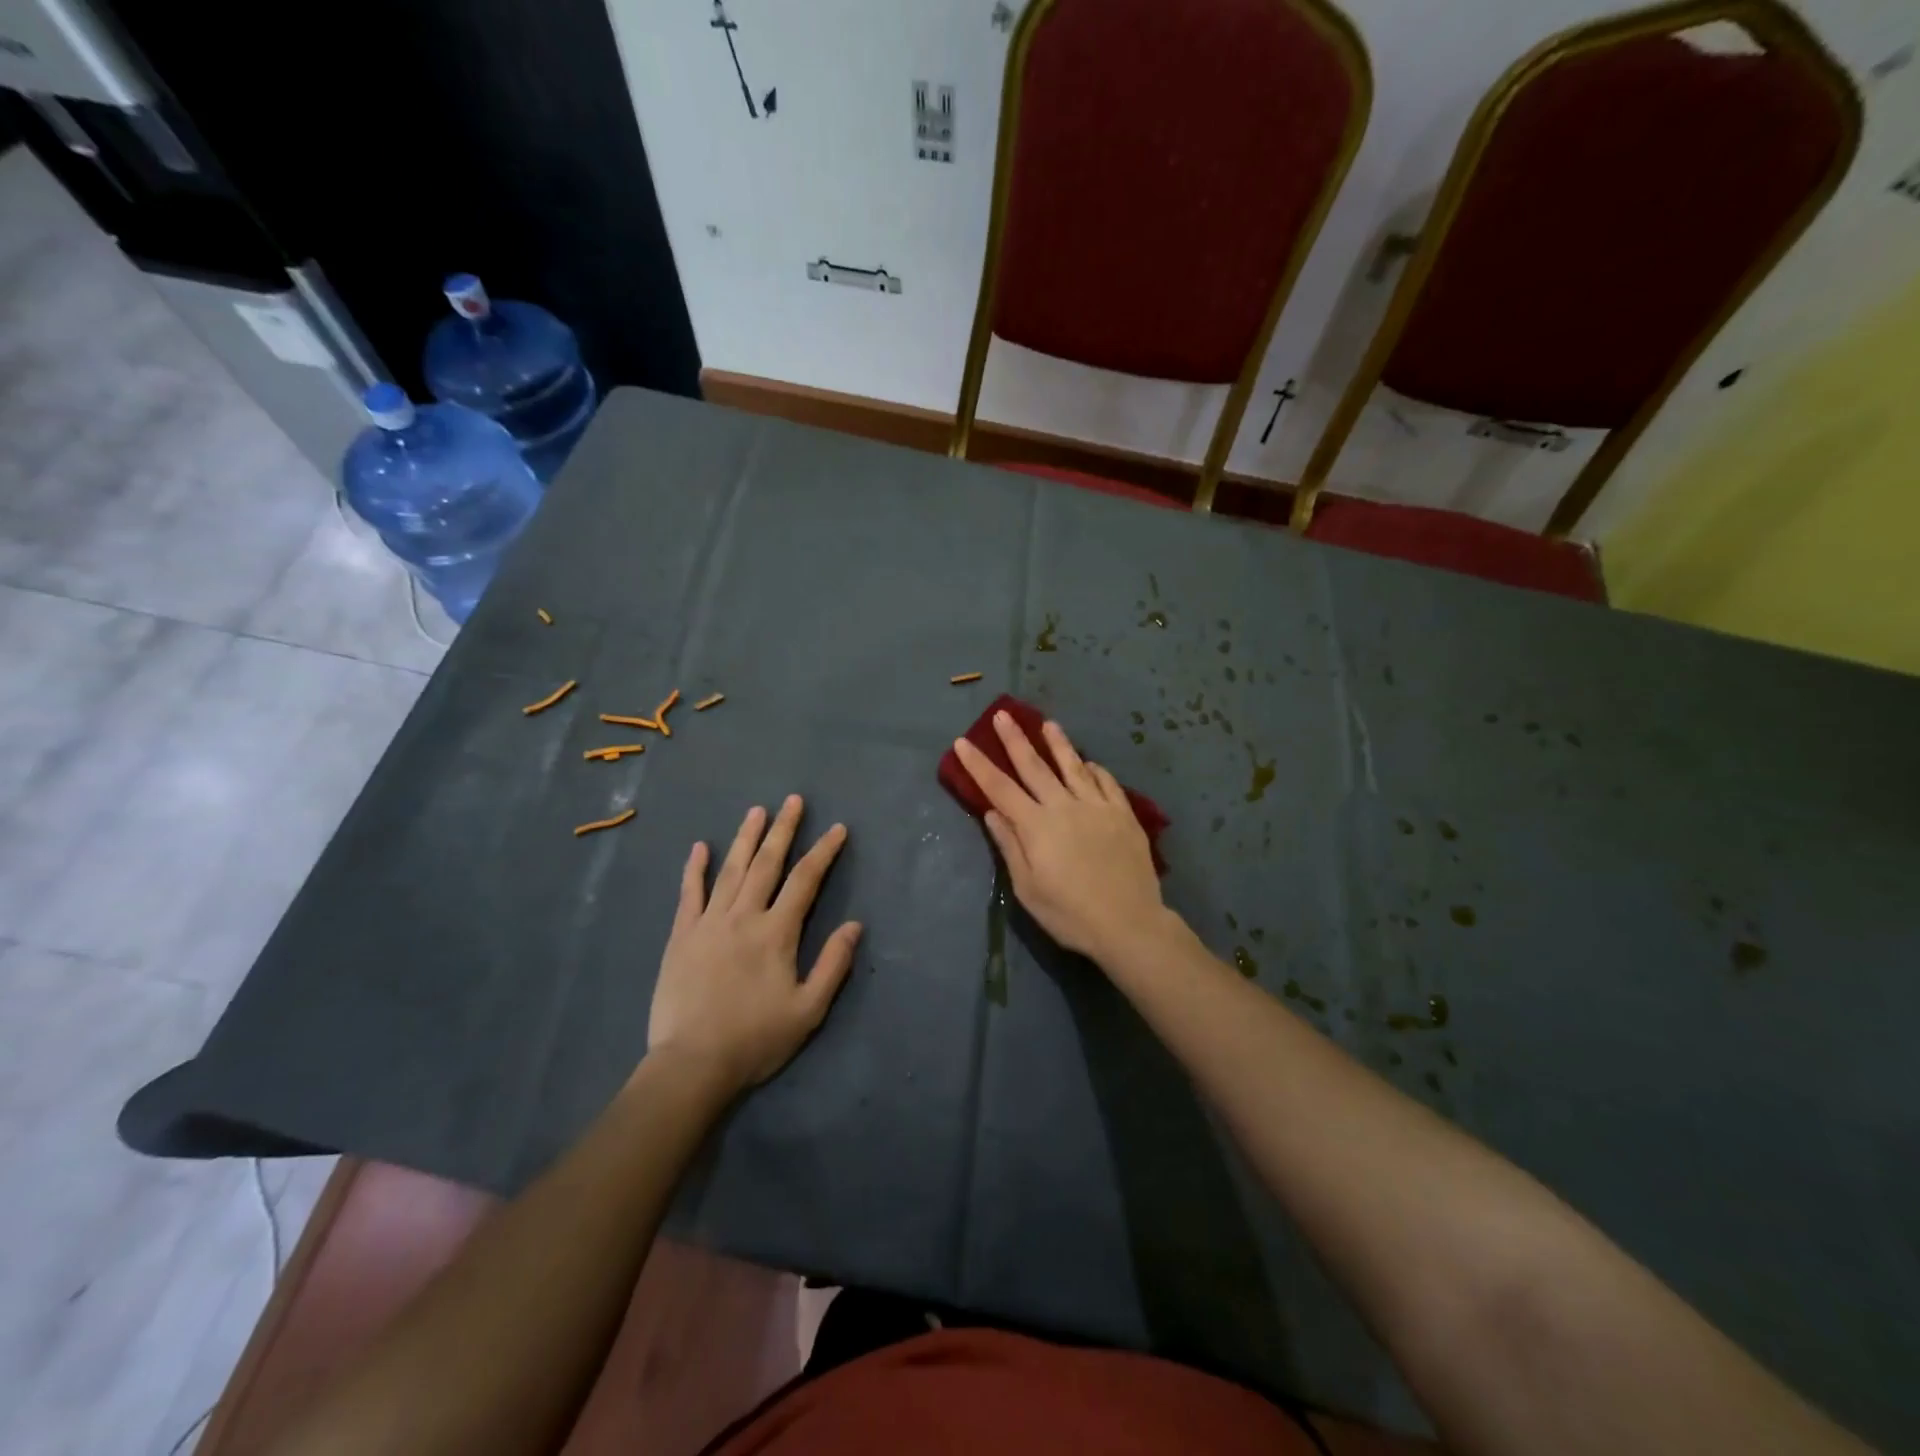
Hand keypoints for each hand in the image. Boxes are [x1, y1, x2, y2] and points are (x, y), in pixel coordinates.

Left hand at [646, 796, 861, 1094]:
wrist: (692, 1064)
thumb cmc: (756, 1039)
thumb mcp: (808, 1010)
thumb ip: (833, 964)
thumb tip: (854, 924)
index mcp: (777, 932)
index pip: (805, 880)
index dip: (824, 852)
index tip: (837, 829)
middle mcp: (744, 916)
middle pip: (767, 863)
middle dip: (783, 830)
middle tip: (793, 800)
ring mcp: (709, 923)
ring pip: (730, 870)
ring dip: (745, 838)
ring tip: (756, 810)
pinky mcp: (681, 936)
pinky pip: (689, 894)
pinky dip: (695, 869)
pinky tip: (699, 847)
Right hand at [953, 713, 1165, 961]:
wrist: (1128, 923)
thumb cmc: (1070, 914)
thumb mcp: (1028, 888)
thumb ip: (1010, 846)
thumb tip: (992, 812)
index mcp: (1037, 825)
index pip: (999, 788)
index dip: (979, 764)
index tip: (963, 742)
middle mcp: (1065, 806)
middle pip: (1035, 767)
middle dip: (1015, 740)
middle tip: (1003, 715)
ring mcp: (1097, 807)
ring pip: (1073, 766)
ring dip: (1058, 743)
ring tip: (1048, 723)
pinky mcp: (1123, 815)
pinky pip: (1107, 783)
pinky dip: (1094, 770)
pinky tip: (1089, 764)